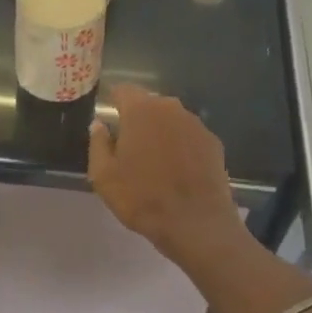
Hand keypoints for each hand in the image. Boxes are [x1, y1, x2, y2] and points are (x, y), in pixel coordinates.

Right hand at [88, 85, 242, 261]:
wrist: (195, 222)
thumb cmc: (142, 197)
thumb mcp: (104, 176)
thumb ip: (98, 144)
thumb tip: (99, 125)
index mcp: (140, 110)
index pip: (123, 90)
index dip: (114, 102)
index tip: (110, 121)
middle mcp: (170, 108)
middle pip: (149, 104)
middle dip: (138, 119)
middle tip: (130, 147)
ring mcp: (195, 124)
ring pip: (171, 120)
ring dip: (161, 132)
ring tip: (156, 162)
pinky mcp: (213, 142)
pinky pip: (190, 136)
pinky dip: (182, 146)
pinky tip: (179, 170)